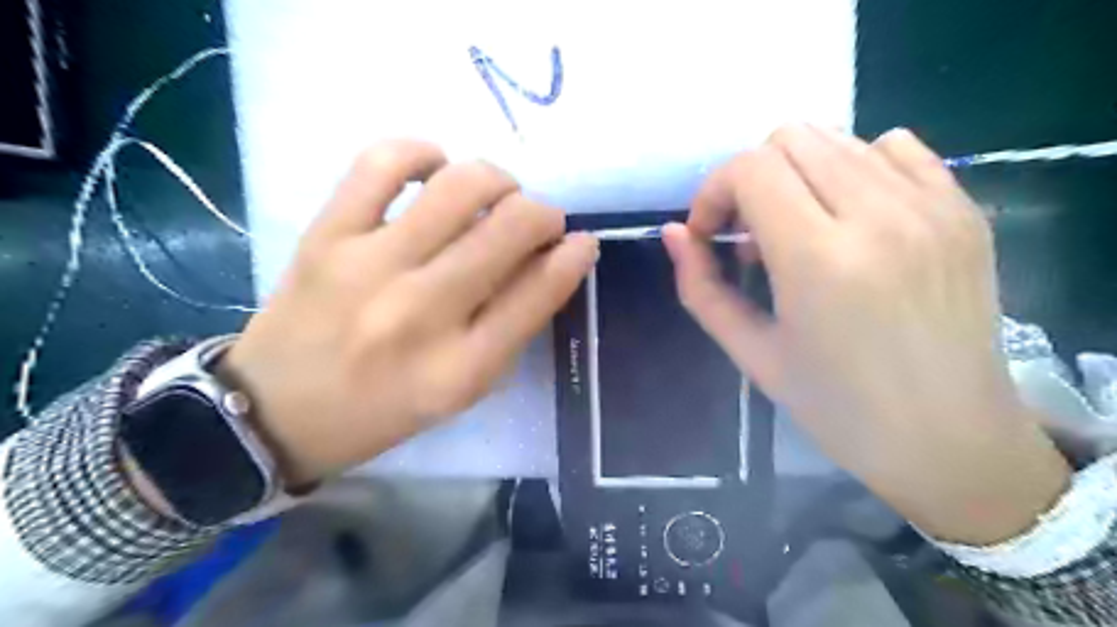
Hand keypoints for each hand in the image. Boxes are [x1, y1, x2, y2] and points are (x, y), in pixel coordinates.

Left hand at [220, 139, 597, 483]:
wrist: (278, 411)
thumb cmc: (384, 409)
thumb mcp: (462, 388)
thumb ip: (511, 327)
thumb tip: (551, 259)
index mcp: (462, 368)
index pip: (539, 293)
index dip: (573, 257)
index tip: (582, 241)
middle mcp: (422, 314)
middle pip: (509, 230)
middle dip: (543, 214)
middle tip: (538, 221)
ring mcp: (370, 267)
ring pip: (460, 188)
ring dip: (498, 180)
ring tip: (496, 194)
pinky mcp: (327, 236)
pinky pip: (382, 164)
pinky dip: (421, 153)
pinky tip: (435, 168)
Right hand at [660, 122, 1071, 544]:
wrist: (950, 438)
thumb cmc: (837, 407)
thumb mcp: (750, 353)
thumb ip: (701, 287)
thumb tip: (675, 234)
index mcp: (820, 259)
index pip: (750, 169)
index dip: (714, 192)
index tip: (710, 234)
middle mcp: (880, 215)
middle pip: (791, 139)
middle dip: (750, 180)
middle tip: (749, 235)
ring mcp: (931, 206)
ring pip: (838, 139)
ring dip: (797, 176)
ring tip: (797, 231)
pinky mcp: (963, 208)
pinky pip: (893, 149)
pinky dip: (853, 170)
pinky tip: (849, 219)